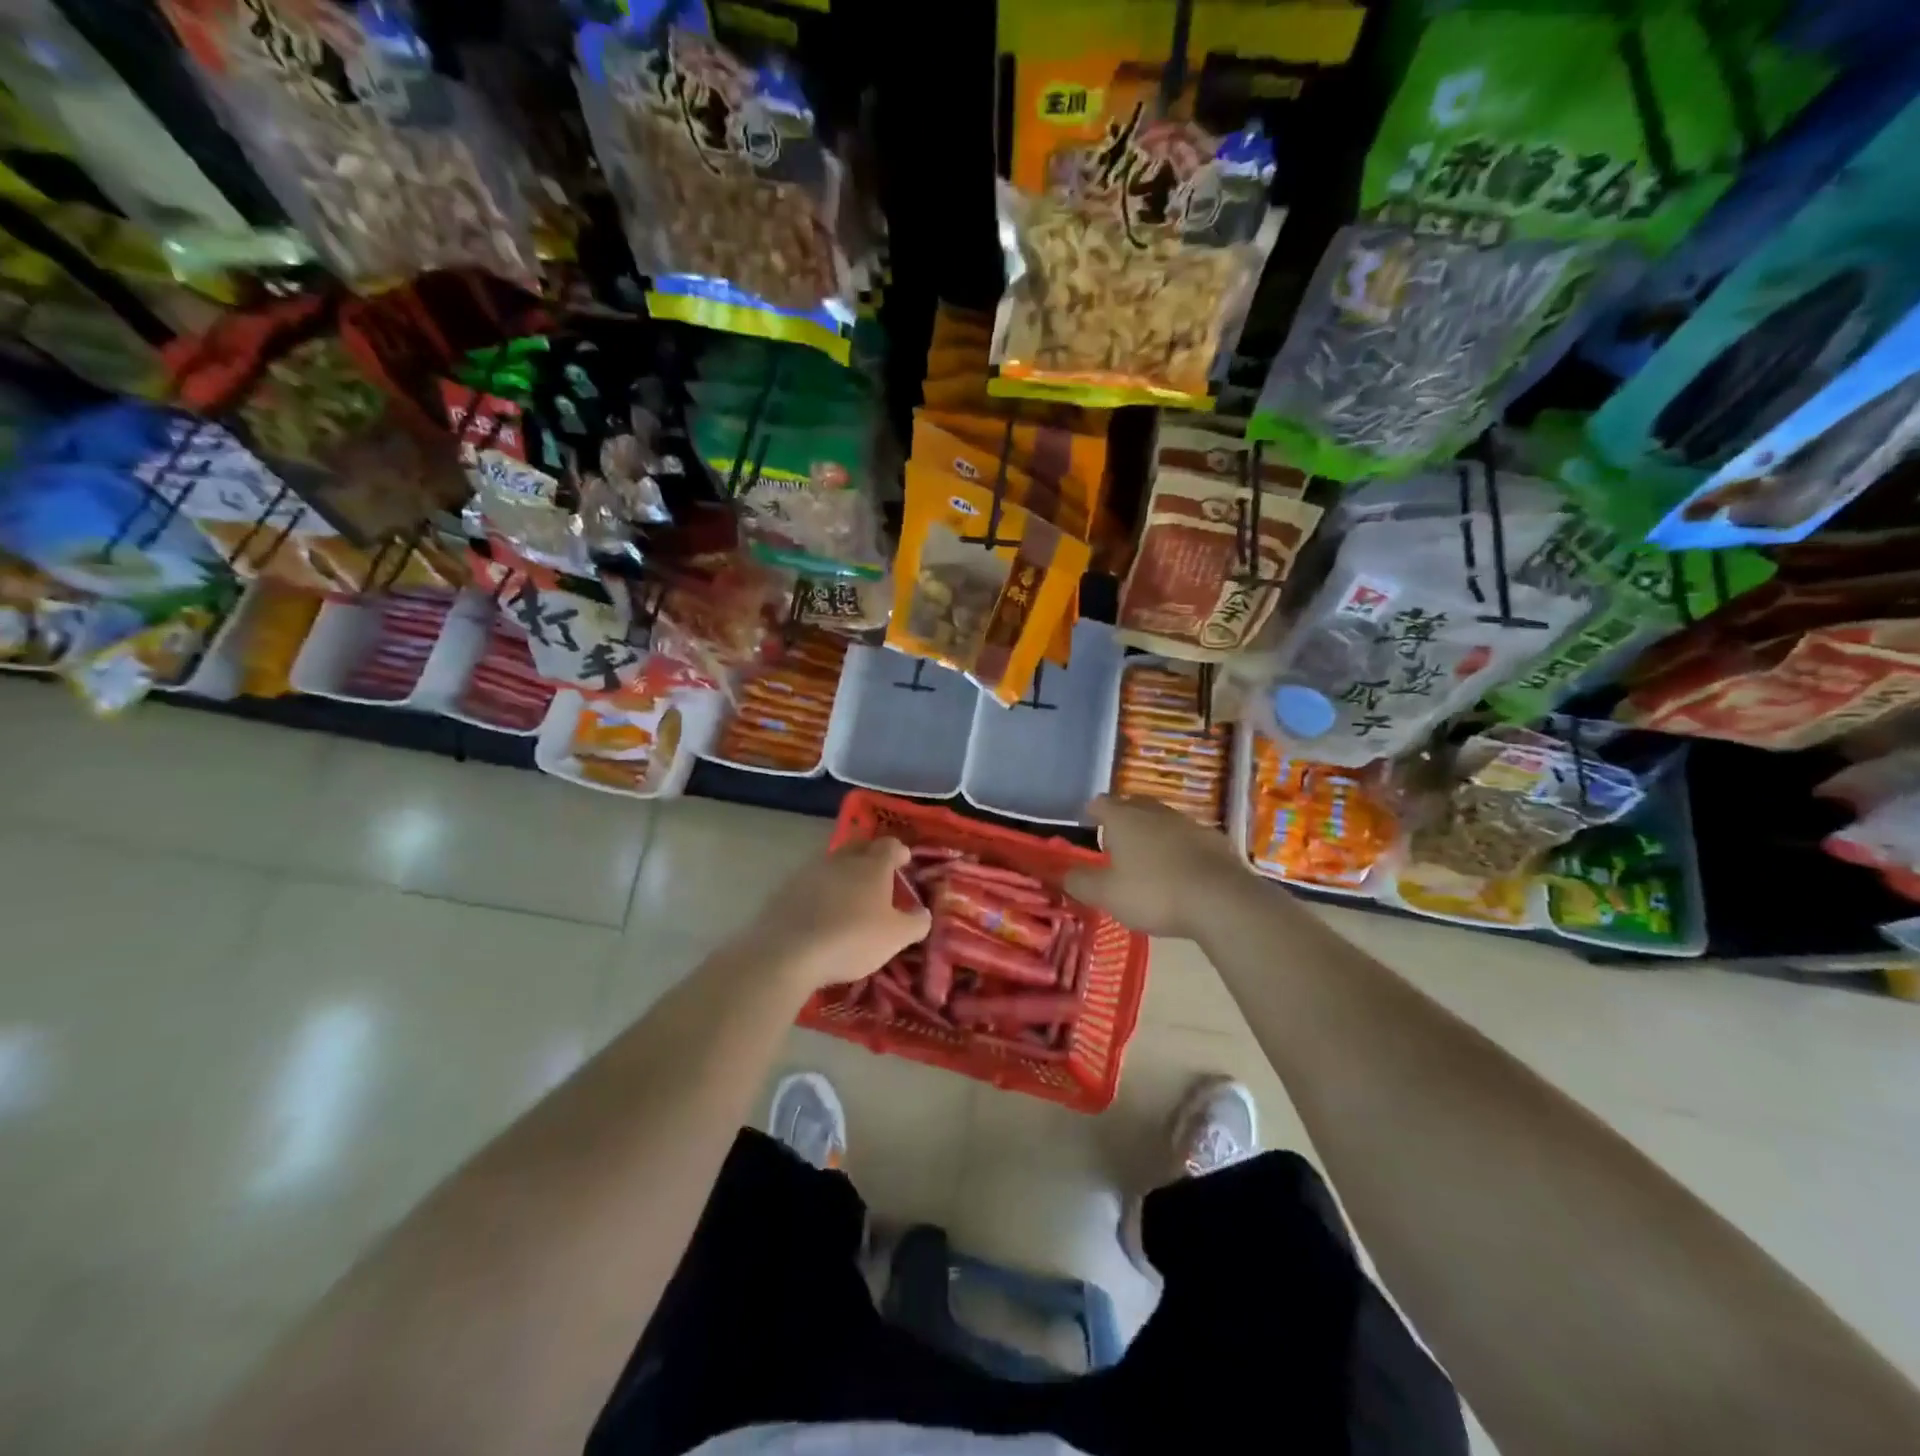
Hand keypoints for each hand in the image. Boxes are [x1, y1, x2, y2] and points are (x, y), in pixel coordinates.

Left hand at [744, 836, 931, 991]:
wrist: (789, 952)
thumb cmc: (852, 939)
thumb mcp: (896, 937)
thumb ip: (916, 923)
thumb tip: (923, 913)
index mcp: (873, 865)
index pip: (890, 845)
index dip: (899, 852)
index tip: (905, 861)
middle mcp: (843, 860)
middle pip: (860, 846)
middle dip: (871, 855)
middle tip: (879, 873)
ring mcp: (811, 871)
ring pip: (834, 863)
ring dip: (845, 873)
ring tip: (851, 895)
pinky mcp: (787, 888)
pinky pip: (812, 882)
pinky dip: (822, 890)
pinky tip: (823, 910)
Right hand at [1064, 795, 1250, 938]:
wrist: (1220, 900)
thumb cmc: (1153, 893)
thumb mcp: (1106, 895)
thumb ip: (1080, 882)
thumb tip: (1062, 873)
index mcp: (1123, 819)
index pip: (1101, 803)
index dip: (1093, 812)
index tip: (1089, 824)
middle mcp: (1154, 812)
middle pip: (1133, 804)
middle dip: (1123, 817)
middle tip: (1117, 840)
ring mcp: (1188, 823)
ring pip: (1163, 819)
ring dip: (1153, 832)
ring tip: (1148, 856)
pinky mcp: (1214, 840)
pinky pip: (1188, 837)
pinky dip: (1180, 847)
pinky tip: (1181, 869)